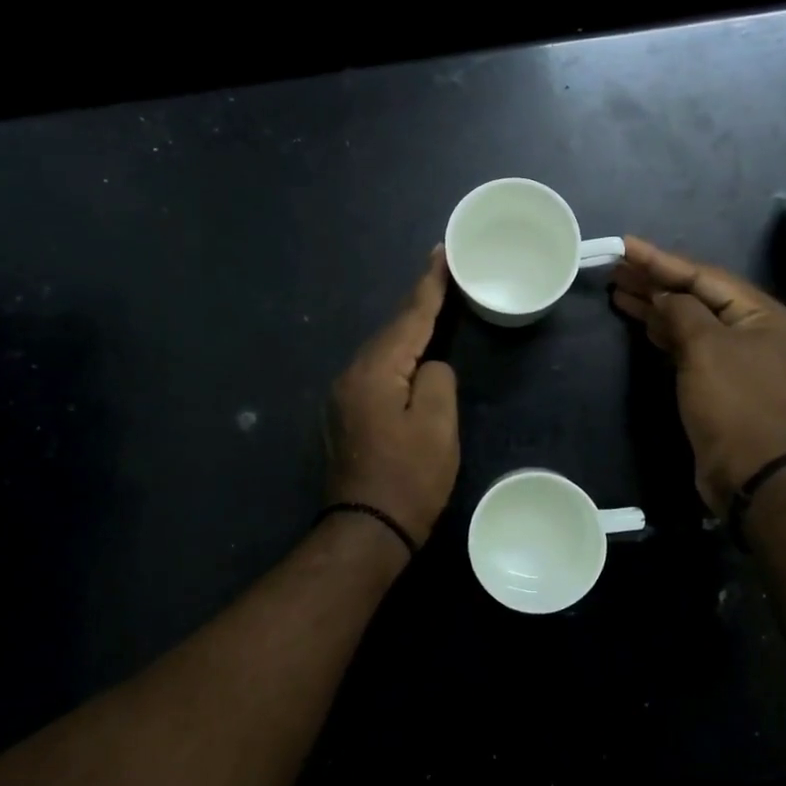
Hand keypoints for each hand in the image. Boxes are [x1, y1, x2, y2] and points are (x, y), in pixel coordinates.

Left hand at [325, 248, 459, 544]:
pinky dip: (397, 361)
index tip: (441, 253)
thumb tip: (428, 369)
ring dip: (408, 334)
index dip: (430, 286)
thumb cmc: (408, 479)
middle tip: (442, 276)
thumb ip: (436, 381)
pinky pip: (376, 375)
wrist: (366, 532)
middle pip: (391, 331)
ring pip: (382, 354)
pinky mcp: (346, 418)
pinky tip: (411, 359)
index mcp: (374, 371)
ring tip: (432, 311)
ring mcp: (343, 399)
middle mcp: (350, 376)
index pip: (409, 318)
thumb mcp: (436, 426)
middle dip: (418, 305)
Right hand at [611, 236, 785, 515]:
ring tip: (617, 289)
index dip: (661, 260)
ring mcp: (734, 357)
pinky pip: (686, 345)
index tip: (625, 246)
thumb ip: (681, 311)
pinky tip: (639, 320)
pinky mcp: (717, 381)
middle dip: (655, 281)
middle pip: (696, 295)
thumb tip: (662, 296)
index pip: (704, 276)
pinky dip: (662, 332)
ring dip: (655, 305)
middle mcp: (751, 330)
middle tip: (615, 267)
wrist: (749, 471)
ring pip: (688, 320)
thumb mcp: (705, 347)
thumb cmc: (732, 402)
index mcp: (760, 313)